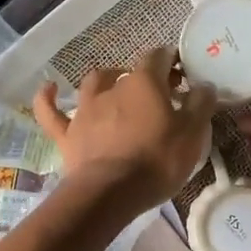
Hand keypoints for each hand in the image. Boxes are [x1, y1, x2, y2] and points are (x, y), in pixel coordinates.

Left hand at [33, 46, 216, 213]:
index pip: (159, 57)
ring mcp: (85, 110)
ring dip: (106, 80)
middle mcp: (111, 88)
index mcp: (144, 83)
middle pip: (129, 71)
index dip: (171, 61)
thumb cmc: (157, 160)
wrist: (110, 192)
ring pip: (93, 83)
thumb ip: (200, 104)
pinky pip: (51, 111)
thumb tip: (203, 84)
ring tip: (116, 88)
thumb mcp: (193, 133)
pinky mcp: (67, 134)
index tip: (182, 74)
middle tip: (159, 94)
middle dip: (145, 77)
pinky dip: (48, 98)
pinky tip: (48, 88)